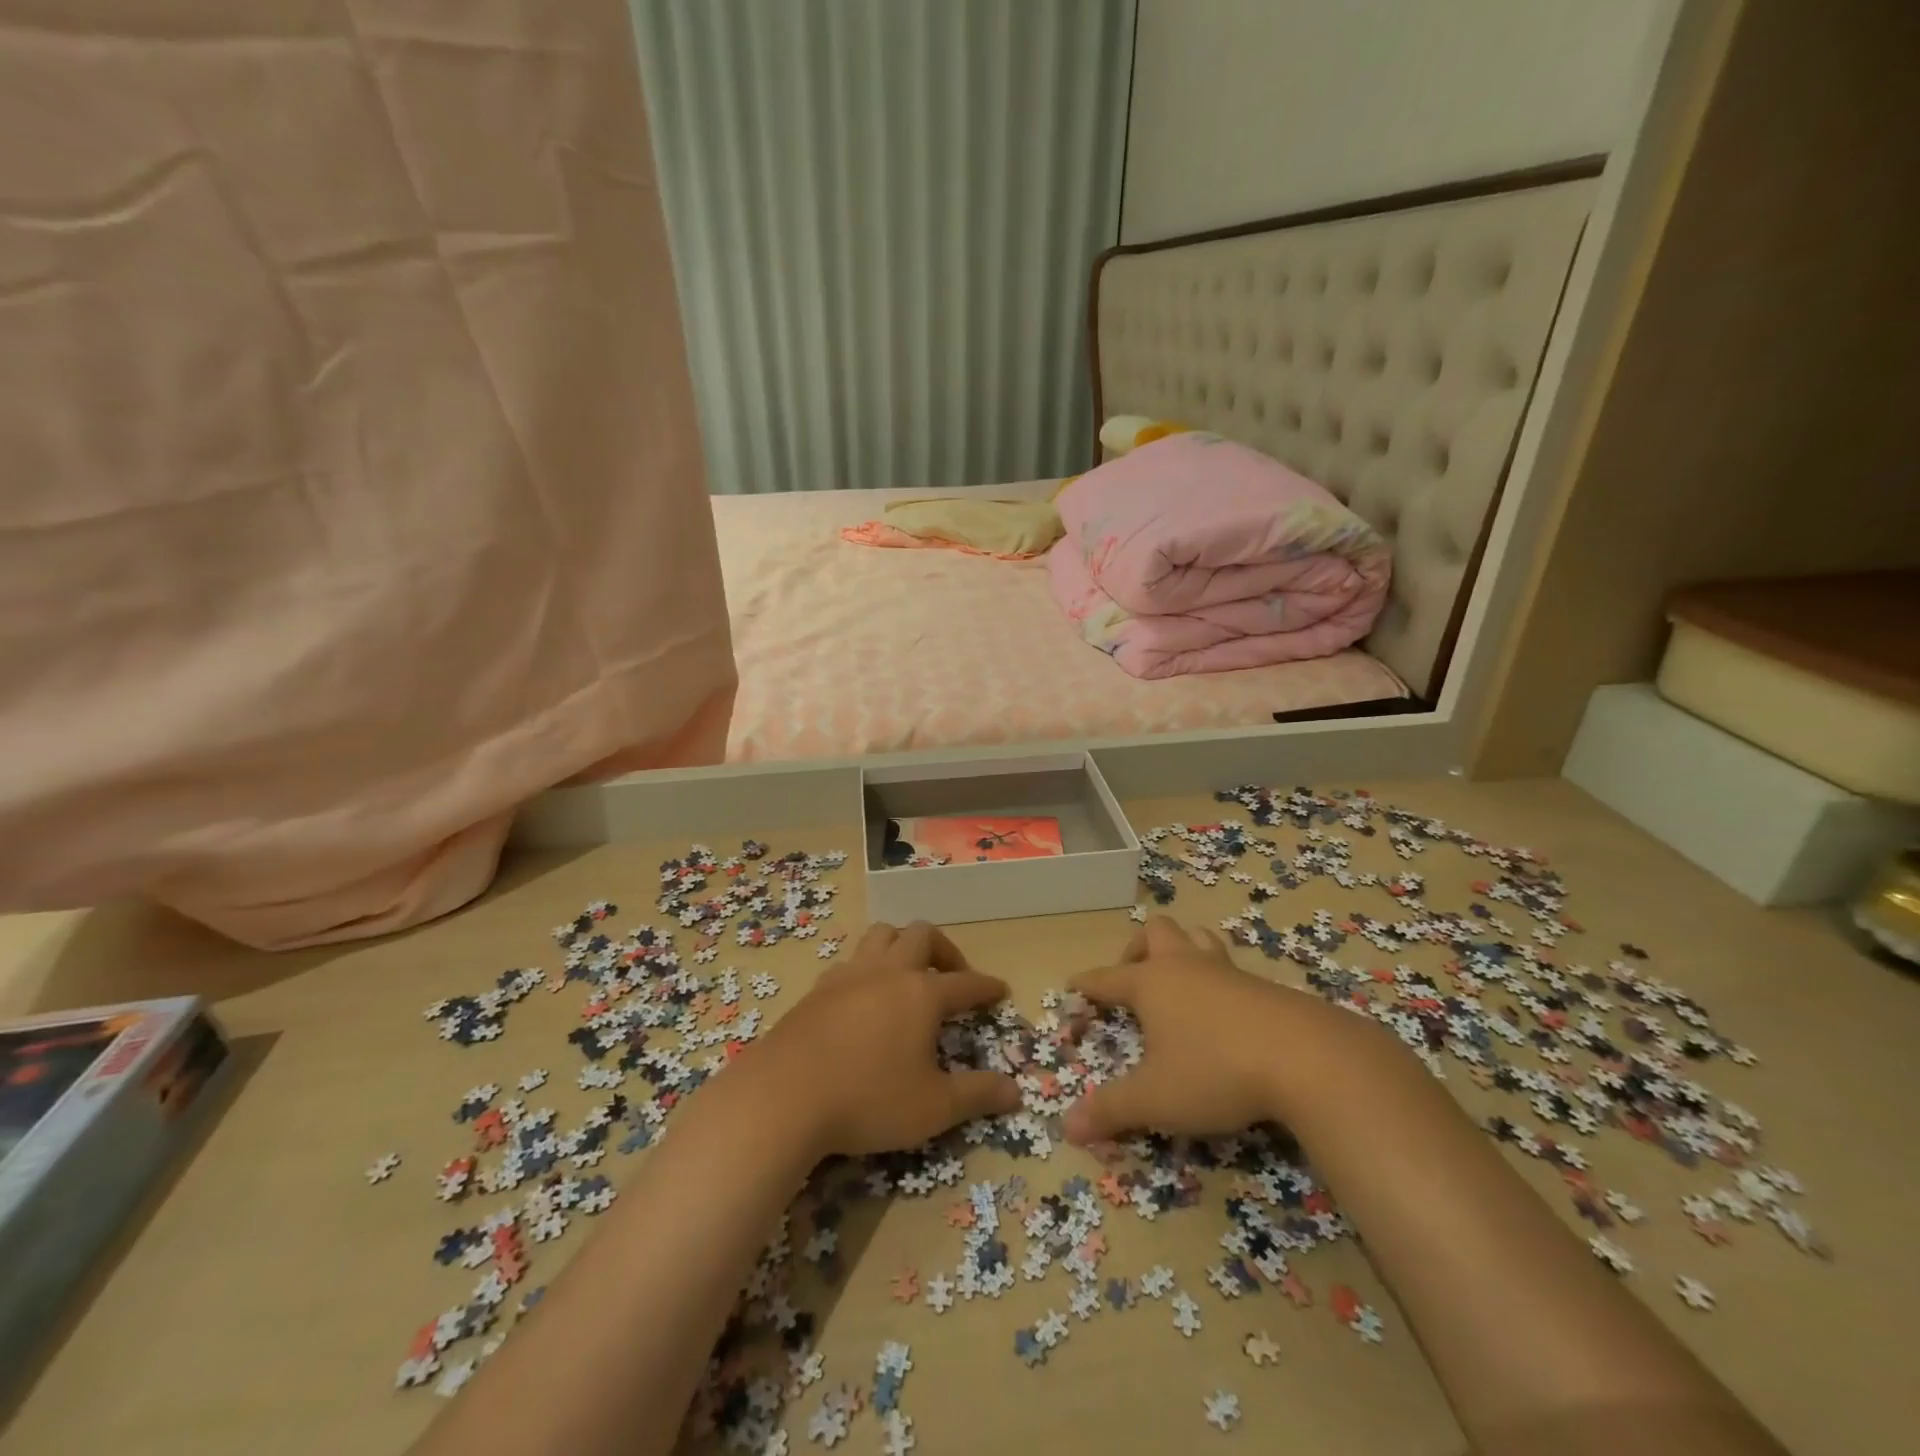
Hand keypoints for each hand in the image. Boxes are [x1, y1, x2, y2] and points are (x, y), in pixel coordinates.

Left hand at [751, 921, 1020, 1158]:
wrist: (783, 1096)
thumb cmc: (868, 1099)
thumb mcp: (933, 1107)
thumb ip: (977, 1095)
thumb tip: (1016, 1092)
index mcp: (922, 993)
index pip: (966, 983)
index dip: (986, 987)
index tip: (1000, 990)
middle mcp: (888, 972)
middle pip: (922, 936)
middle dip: (946, 951)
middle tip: (953, 978)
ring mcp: (849, 974)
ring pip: (882, 934)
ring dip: (903, 945)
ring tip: (909, 974)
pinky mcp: (818, 988)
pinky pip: (852, 960)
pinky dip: (869, 968)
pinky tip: (865, 997)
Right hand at [1062, 916, 1342, 1143]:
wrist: (1306, 1058)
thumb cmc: (1215, 1071)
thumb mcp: (1156, 1099)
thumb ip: (1112, 1109)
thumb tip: (1067, 1127)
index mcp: (1151, 984)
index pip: (1107, 978)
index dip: (1087, 984)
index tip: (1074, 984)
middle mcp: (1185, 966)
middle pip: (1156, 933)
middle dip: (1138, 949)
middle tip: (1133, 977)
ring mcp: (1227, 972)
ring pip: (1198, 938)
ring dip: (1182, 950)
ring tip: (1178, 980)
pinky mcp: (1264, 986)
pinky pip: (1230, 968)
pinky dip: (1217, 980)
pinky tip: (1224, 1012)